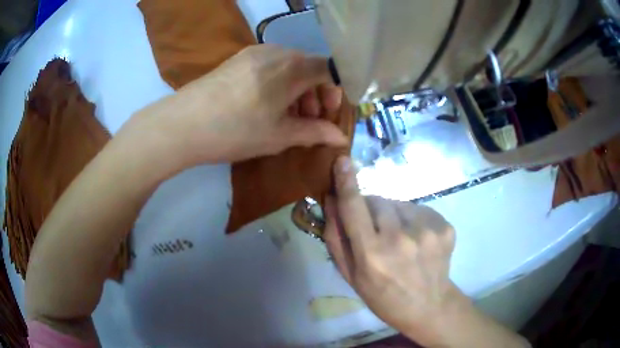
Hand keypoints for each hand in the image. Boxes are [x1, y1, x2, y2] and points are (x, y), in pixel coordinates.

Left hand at [130, 45, 347, 166]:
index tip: (329, 113)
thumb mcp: (280, 135)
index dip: (335, 91)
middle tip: (309, 120)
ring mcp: (254, 52)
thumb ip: (315, 133)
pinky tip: (265, 104)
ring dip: (296, 89)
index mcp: (292, 67)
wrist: (183, 124)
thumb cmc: (236, 130)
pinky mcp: (237, 59)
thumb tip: (341, 137)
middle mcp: (276, 51)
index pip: (329, 70)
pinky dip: (277, 83)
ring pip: (288, 66)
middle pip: (308, 67)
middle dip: (315, 93)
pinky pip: (269, 66)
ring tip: (287, 115)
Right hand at [324, 156, 460, 344]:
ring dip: (392, 214)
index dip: (346, 182)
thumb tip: (330, 200)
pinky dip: (411, 218)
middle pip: (377, 200)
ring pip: (398, 203)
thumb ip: (336, 238)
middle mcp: (400, 238)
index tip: (341, 160)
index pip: (354, 208)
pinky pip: (418, 209)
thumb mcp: (351, 276)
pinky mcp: (444, 225)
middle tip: (374, 230)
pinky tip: (415, 239)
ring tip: (398, 238)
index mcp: (372, 254)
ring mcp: (427, 230)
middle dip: (370, 208)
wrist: (429, 306)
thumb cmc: (384, 297)